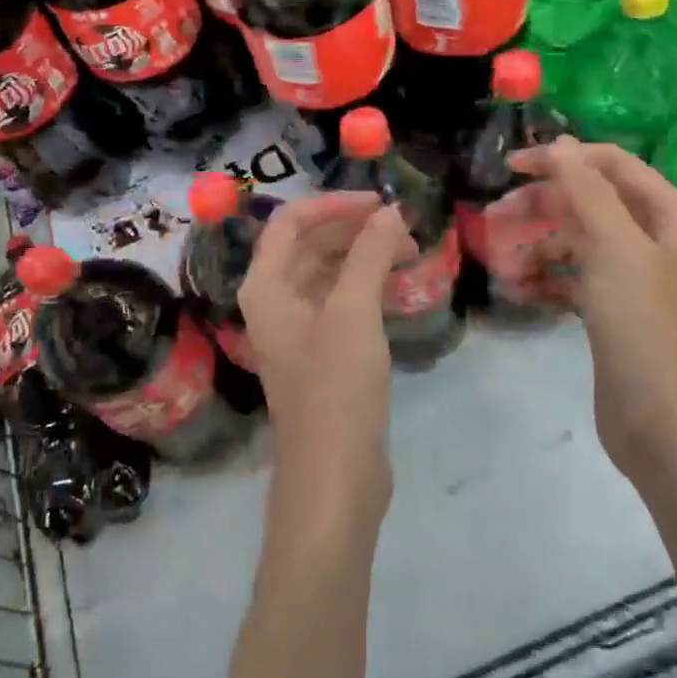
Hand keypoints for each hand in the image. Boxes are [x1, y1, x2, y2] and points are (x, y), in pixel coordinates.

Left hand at [239, 193, 413, 526]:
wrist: (334, 474)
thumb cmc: (335, 387)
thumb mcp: (353, 313)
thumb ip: (369, 255)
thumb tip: (390, 211)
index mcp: (266, 287)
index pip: (291, 222)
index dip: (335, 204)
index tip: (381, 203)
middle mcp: (275, 302)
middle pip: (310, 245)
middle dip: (356, 231)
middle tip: (406, 231)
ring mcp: (298, 330)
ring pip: (328, 274)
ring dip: (364, 258)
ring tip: (410, 256)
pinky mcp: (321, 353)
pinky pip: (341, 303)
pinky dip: (367, 289)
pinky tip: (398, 290)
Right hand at [509, 139, 676, 477]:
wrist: (663, 422)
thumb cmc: (644, 326)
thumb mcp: (616, 248)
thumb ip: (587, 191)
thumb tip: (560, 144)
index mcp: (668, 215)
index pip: (610, 165)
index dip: (561, 159)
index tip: (510, 167)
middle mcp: (653, 240)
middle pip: (588, 204)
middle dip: (540, 209)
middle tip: (493, 219)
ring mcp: (632, 278)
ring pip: (575, 244)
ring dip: (537, 250)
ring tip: (505, 270)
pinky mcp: (612, 311)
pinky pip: (571, 280)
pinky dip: (545, 281)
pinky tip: (519, 293)